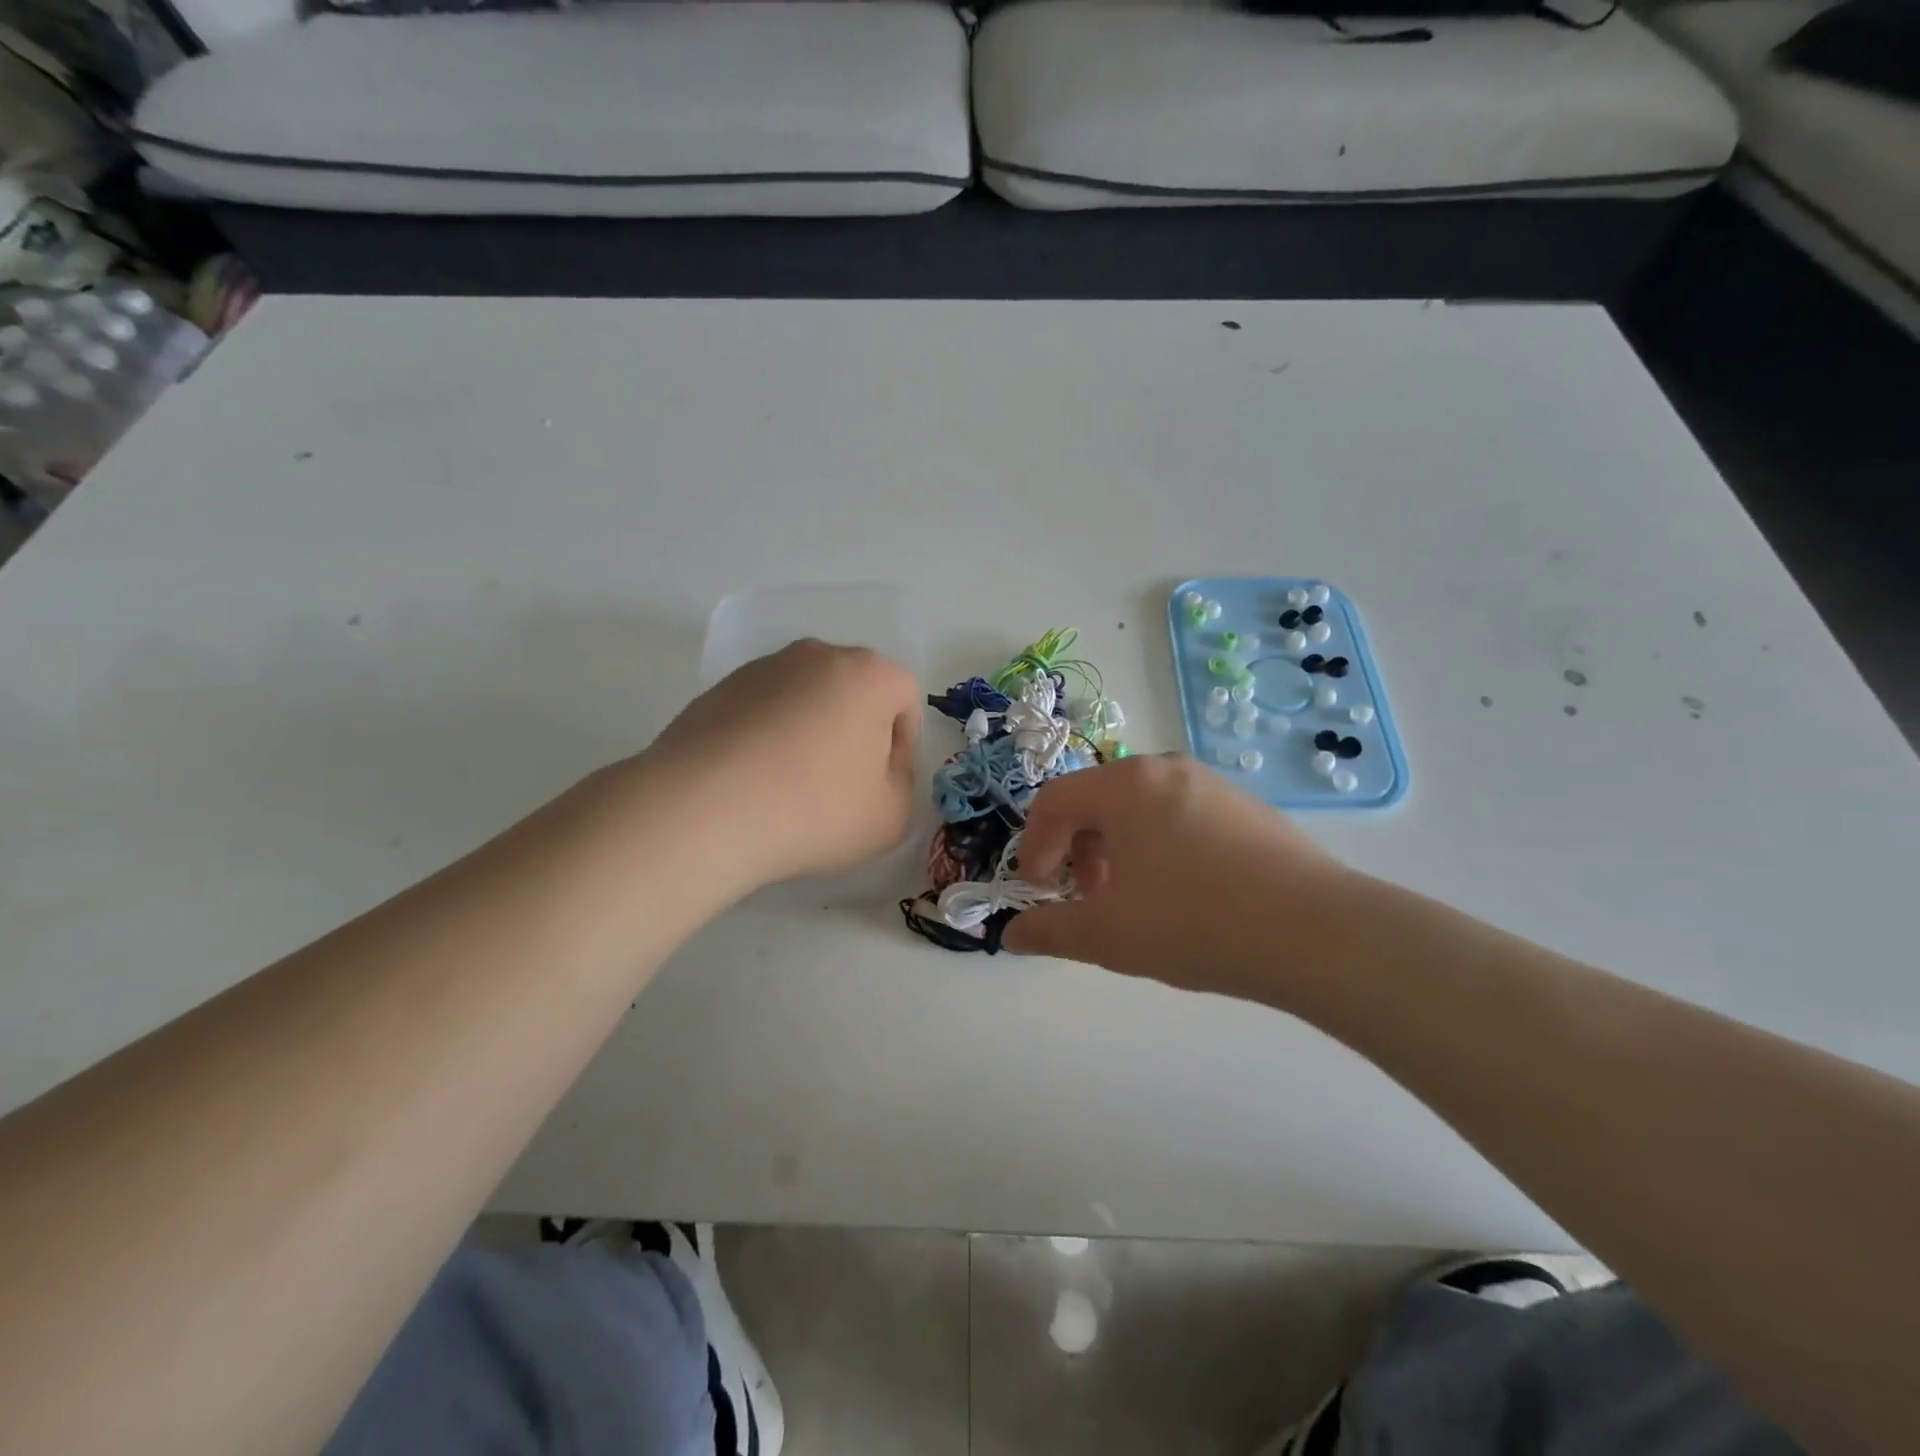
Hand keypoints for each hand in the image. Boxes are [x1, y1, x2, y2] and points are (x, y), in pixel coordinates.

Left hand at [645, 640, 921, 893]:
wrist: (702, 810)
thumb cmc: (814, 809)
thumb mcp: (890, 816)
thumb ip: (902, 786)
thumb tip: (880, 769)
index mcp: (869, 674)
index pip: (905, 698)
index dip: (903, 746)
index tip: (882, 786)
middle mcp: (817, 656)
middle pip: (855, 692)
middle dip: (857, 733)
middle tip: (842, 785)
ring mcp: (762, 669)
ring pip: (807, 699)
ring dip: (810, 733)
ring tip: (791, 787)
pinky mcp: (718, 689)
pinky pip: (764, 712)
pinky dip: (769, 738)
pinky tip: (754, 782)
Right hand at [1003, 754, 1354, 1001]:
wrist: (1317, 933)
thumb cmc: (1194, 923)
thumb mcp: (1107, 936)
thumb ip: (1049, 931)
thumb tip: (1011, 936)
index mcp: (1125, 786)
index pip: (1055, 800)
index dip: (1036, 846)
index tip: (1042, 891)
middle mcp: (1166, 769)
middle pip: (1098, 800)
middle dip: (1079, 851)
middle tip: (1089, 900)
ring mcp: (1212, 784)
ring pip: (1141, 809)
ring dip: (1119, 850)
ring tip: (1136, 902)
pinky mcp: (1247, 807)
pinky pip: (1182, 817)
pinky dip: (1161, 847)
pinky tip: (1186, 896)